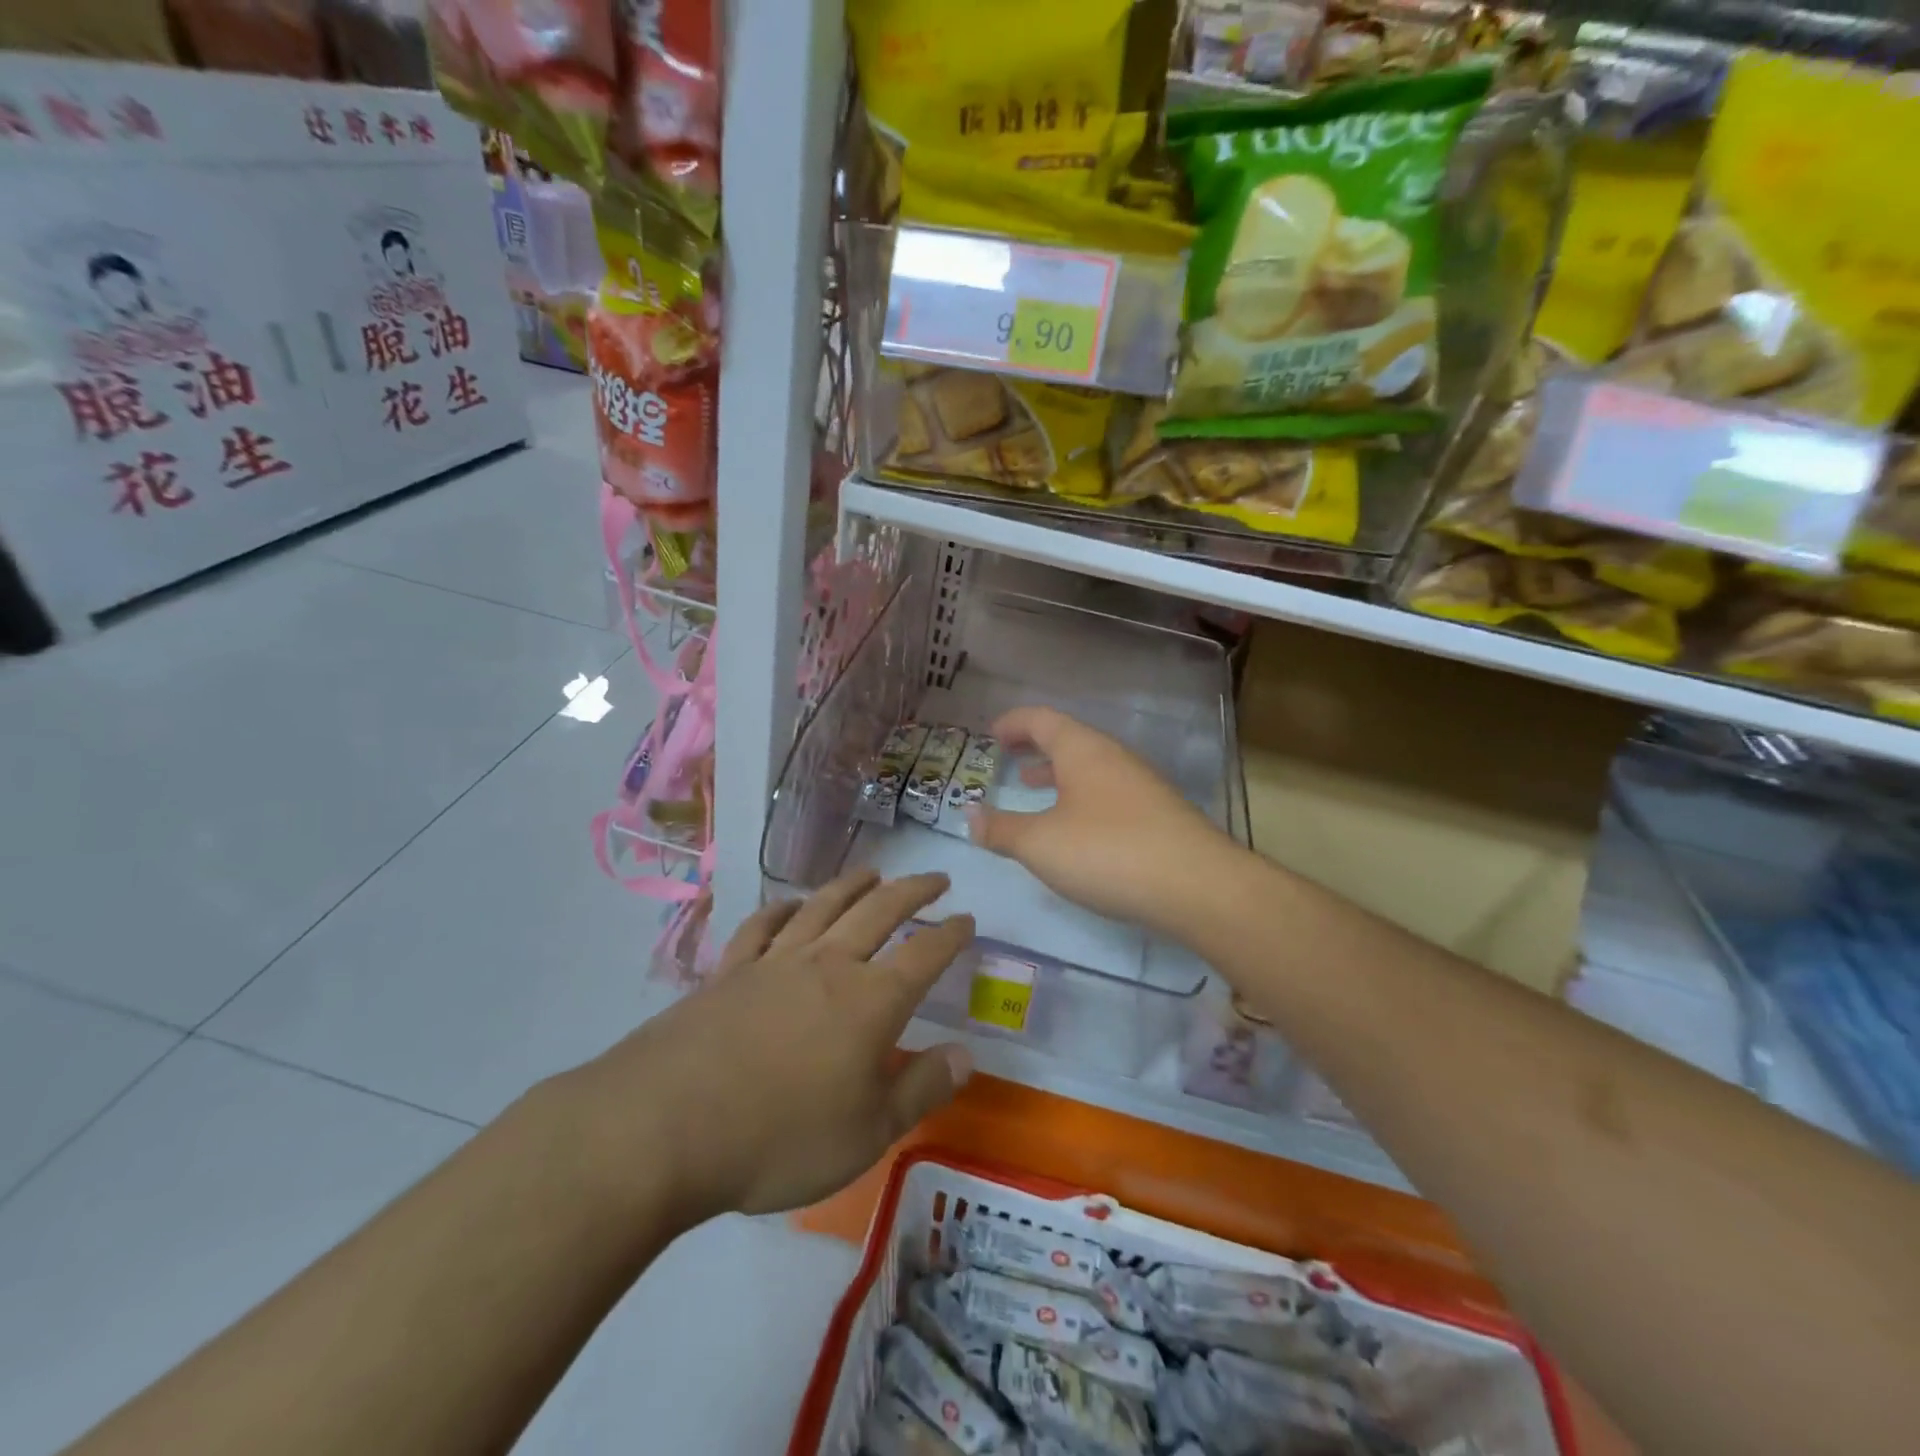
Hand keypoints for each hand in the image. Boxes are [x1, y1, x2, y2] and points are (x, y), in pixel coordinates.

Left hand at [569, 870, 973, 1221]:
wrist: (665, 1127)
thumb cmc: (779, 1138)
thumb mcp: (867, 1134)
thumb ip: (921, 1090)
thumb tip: (967, 1055)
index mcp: (870, 1001)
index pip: (925, 953)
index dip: (951, 933)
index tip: (967, 919)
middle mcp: (827, 965)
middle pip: (879, 911)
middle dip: (913, 891)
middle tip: (936, 878)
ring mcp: (774, 963)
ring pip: (823, 906)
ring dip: (853, 884)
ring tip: (873, 872)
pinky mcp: (728, 972)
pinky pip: (762, 927)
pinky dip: (782, 909)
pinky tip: (790, 905)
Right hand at [967, 706, 1240, 938]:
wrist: (1198, 886)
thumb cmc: (1108, 852)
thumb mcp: (1041, 844)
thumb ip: (1001, 829)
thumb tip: (970, 816)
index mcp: (1083, 750)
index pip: (1042, 719)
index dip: (1013, 722)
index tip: (990, 734)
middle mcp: (1114, 757)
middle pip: (1068, 739)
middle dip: (1034, 747)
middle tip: (1007, 758)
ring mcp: (1141, 785)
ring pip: (1090, 767)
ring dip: (1058, 773)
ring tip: (1032, 787)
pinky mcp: (1158, 815)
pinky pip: (1107, 792)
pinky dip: (1080, 798)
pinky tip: (1075, 828)